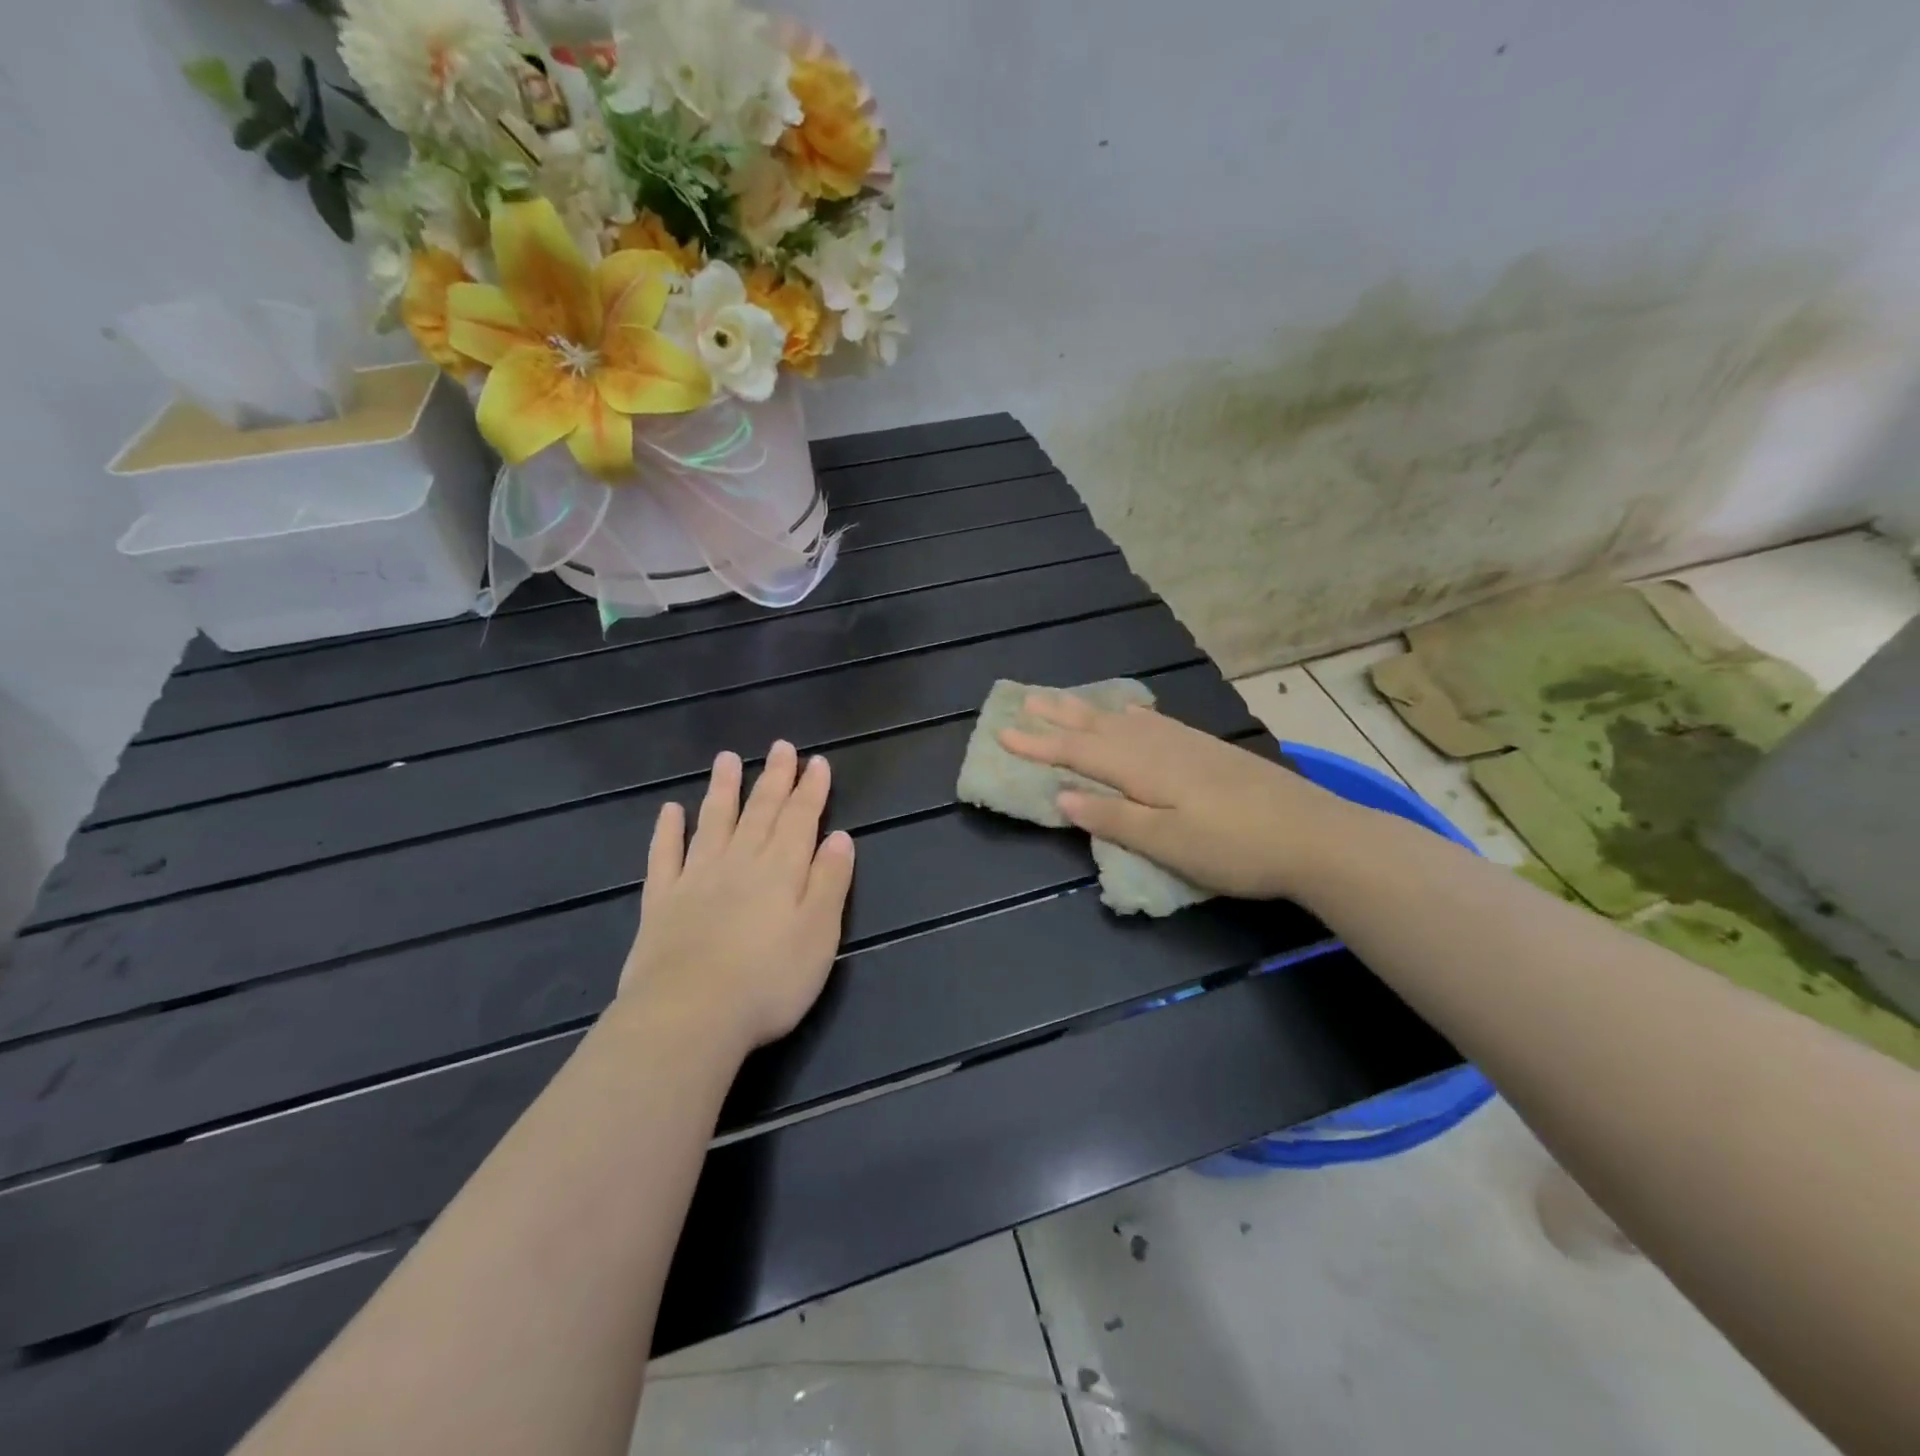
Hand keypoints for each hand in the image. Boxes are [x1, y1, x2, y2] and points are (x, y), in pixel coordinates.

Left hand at [618, 741, 854, 1055]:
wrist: (689, 1016)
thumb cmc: (769, 981)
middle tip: (780, 747)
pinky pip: (664, 856)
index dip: (810, 790)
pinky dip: (668, 831)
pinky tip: (671, 811)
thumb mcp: (819, 935)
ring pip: (713, 822)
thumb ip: (830, 883)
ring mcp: (695, 879)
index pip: (800, 819)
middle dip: (773, 778)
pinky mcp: (660, 903)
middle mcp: (739, 862)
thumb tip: (840, 838)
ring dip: (722, 790)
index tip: (817, 762)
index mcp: (781, 870)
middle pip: (760, 812)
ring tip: (727, 759)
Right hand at [999, 695, 1355, 900]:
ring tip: (1066, 701)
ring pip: (1125, 720)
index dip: (1039, 745)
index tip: (1003, 733)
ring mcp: (1187, 744)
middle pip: (1099, 726)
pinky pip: (1154, 721)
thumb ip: (1114, 818)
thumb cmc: (1234, 848)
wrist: (1314, 835)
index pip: (1078, 752)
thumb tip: (1062, 797)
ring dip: (1090, 711)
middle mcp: (1159, 746)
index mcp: (1143, 769)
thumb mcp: (1167, 843)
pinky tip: (1133, 712)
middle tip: (1026, 699)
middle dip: (1059, 716)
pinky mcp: (1208, 750)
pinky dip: (1131, 713)